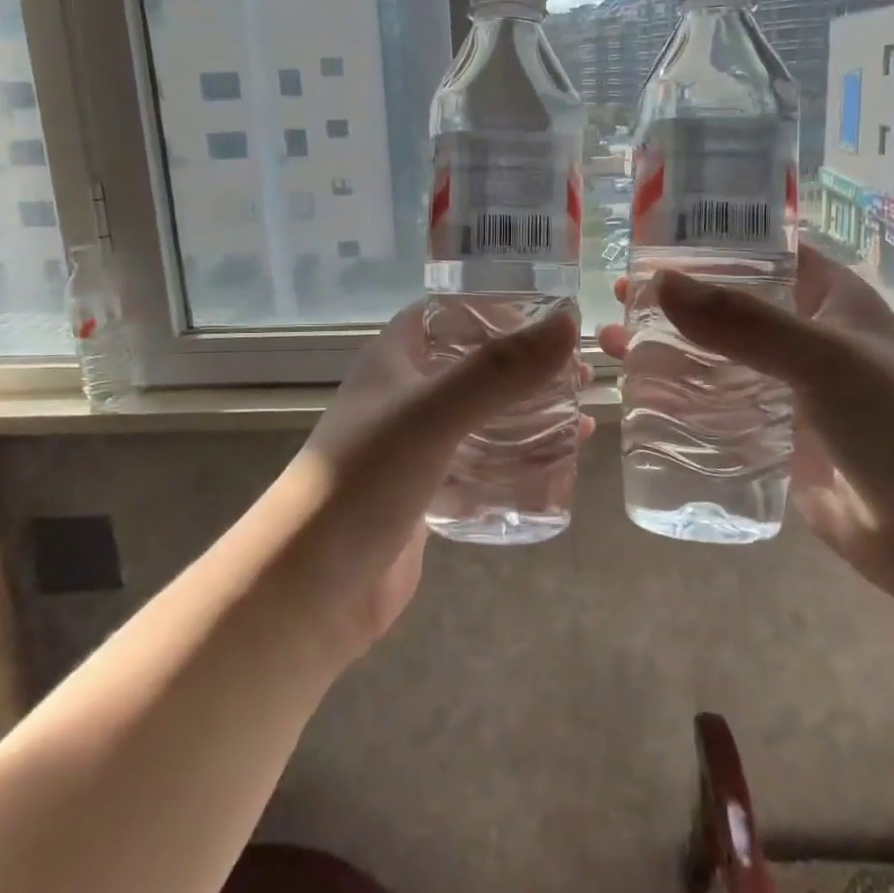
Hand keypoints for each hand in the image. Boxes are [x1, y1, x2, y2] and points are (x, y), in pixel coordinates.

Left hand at [272, 302, 584, 660]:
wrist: (310, 588)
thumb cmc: (364, 480)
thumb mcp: (434, 414)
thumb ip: (500, 370)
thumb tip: (569, 322)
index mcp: (394, 358)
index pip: (449, 311)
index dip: (498, 304)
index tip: (556, 310)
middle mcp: (405, 395)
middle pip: (474, 365)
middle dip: (526, 366)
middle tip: (583, 371)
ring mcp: (416, 446)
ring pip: (483, 417)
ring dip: (528, 415)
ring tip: (582, 417)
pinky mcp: (428, 493)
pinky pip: (481, 465)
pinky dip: (517, 461)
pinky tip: (558, 467)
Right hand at [602, 244, 893, 593]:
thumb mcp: (824, 360)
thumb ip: (743, 322)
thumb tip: (658, 284)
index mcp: (830, 297)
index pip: (762, 249)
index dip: (710, 240)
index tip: (649, 238)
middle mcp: (806, 334)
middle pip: (728, 303)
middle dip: (674, 298)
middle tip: (618, 295)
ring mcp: (787, 387)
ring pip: (715, 356)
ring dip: (667, 347)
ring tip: (612, 343)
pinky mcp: (772, 435)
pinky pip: (717, 405)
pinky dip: (679, 396)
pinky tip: (638, 396)